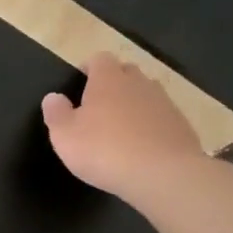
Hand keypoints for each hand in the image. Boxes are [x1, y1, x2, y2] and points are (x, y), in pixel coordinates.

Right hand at [43, 53, 202, 200]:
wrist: (161, 173)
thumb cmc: (104, 150)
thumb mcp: (64, 136)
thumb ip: (56, 113)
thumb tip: (52, 97)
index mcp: (108, 80)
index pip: (99, 59)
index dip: (89, 67)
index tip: (80, 81)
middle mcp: (138, 83)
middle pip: (126, 71)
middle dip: (113, 82)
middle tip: (98, 105)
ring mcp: (163, 102)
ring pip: (145, 93)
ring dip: (132, 103)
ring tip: (119, 126)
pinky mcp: (179, 123)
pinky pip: (160, 115)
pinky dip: (149, 123)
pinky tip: (140, 145)